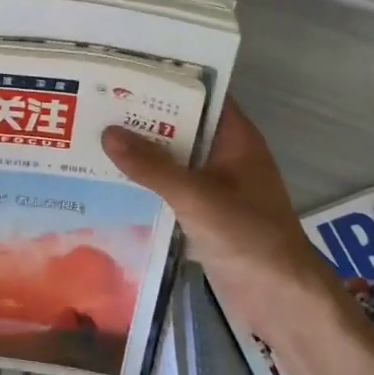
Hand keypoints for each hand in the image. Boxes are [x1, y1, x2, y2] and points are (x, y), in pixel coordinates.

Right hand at [101, 99, 325, 310]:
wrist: (281, 302)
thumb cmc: (249, 237)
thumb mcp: (197, 197)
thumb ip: (152, 166)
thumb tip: (107, 132)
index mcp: (235, 138)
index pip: (199, 94)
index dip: (165, 81)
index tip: (124, 71)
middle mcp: (225, 156)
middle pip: (180, 126)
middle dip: (142, 116)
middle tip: (95, 102)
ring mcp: (214, 187)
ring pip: (171, 158)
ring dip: (140, 151)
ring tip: (91, 135)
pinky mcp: (203, 215)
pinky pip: (169, 188)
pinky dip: (144, 183)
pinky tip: (108, 179)